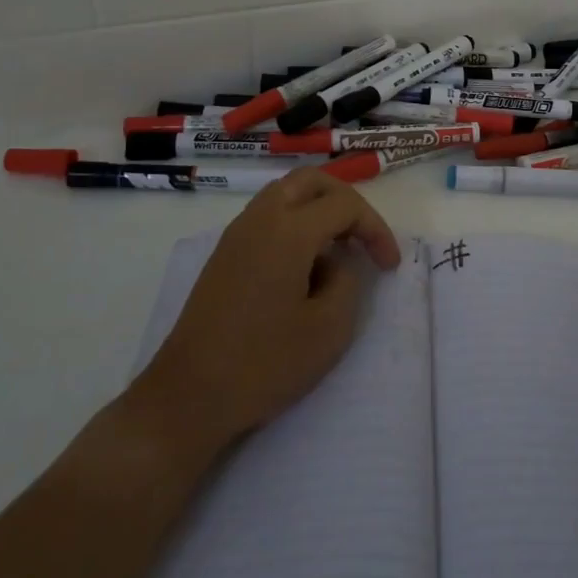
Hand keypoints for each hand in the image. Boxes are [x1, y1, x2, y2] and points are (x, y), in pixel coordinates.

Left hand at [134, 167, 401, 454]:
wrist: (188, 396)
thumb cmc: (264, 363)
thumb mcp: (329, 329)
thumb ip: (347, 282)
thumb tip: (334, 264)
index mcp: (288, 230)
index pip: (345, 204)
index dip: (375, 229)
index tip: (388, 266)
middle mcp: (260, 219)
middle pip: (311, 181)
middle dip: (346, 202)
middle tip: (364, 238)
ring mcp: (236, 235)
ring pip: (285, 194)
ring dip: (318, 210)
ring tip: (338, 251)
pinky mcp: (224, 255)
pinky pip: (267, 217)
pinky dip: (295, 225)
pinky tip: (305, 267)